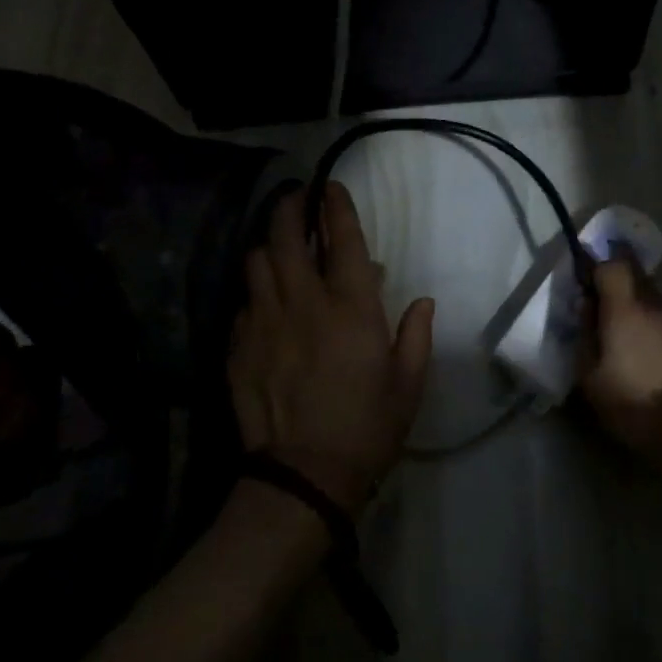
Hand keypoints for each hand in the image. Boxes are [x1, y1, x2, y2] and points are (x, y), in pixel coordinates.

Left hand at [229, 184, 434, 514]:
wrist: (304, 474)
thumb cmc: (368, 427)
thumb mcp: (409, 384)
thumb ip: (416, 336)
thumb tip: (422, 302)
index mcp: (351, 308)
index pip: (342, 239)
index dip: (336, 206)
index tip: (331, 187)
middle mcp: (303, 302)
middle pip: (286, 235)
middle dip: (291, 208)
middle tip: (297, 200)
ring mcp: (264, 322)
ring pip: (257, 262)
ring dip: (270, 245)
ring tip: (280, 247)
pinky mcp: (239, 346)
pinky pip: (244, 301)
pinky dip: (257, 291)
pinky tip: (266, 302)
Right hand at [577, 250, 661, 476]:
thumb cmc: (635, 403)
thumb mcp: (591, 378)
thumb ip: (585, 336)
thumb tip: (586, 307)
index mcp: (627, 308)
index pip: (612, 263)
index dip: (594, 266)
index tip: (580, 282)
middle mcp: (656, 305)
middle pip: (634, 275)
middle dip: (612, 283)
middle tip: (594, 306)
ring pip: (649, 297)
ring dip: (631, 305)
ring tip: (615, 333)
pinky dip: (647, 323)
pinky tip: (639, 350)